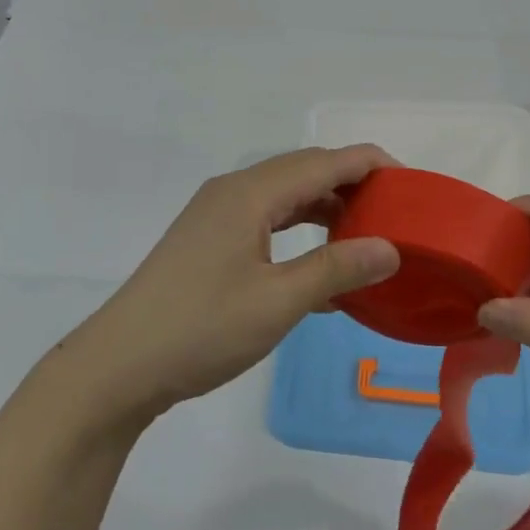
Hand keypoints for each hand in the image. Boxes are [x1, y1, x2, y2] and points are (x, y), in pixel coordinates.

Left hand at [59, 146, 400, 424]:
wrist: (118, 367)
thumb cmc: (201, 330)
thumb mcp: (277, 302)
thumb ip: (336, 270)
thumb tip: (390, 248)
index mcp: (250, 194)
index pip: (324, 161)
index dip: (371, 164)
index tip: (412, 185)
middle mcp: (233, 192)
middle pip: (304, 171)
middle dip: (352, 183)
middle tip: (395, 211)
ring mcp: (216, 215)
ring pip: (285, 196)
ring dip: (326, 207)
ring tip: (366, 234)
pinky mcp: (208, 240)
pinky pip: (266, 220)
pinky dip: (299, 231)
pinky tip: (320, 266)